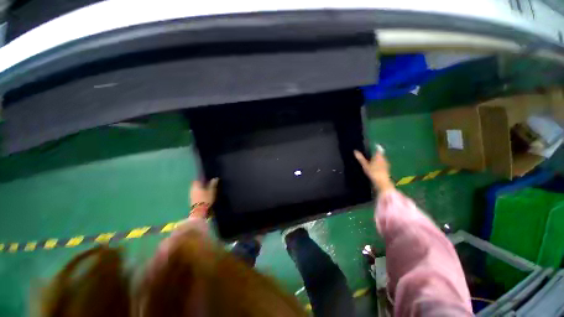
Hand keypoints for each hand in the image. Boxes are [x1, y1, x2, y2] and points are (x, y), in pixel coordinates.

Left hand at [189, 178, 218, 218]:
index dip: (201, 177)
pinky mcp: (192, 201)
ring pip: (195, 189)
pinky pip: (195, 194)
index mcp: (196, 185)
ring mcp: (191, 195)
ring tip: (206, 188)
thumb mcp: (212, 191)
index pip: (197, 179)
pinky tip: (203, 194)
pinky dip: (199, 193)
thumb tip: (215, 178)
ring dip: (199, 188)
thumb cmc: (206, 199)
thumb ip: (213, 184)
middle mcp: (192, 189)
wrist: (199, 212)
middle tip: (206, 182)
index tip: (205, 176)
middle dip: (200, 183)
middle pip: (196, 184)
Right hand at [354, 149, 393, 192]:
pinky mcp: (387, 169)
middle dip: (376, 153)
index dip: (375, 147)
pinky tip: (375, 167)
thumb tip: (355, 151)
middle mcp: (384, 158)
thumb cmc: (373, 172)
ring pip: (382, 159)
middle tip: (370, 153)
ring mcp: (386, 164)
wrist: (382, 182)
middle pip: (380, 154)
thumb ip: (360, 158)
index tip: (372, 146)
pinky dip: (379, 164)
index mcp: (378, 156)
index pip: (378, 149)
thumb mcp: (365, 165)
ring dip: (378, 159)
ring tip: (371, 160)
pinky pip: (383, 164)